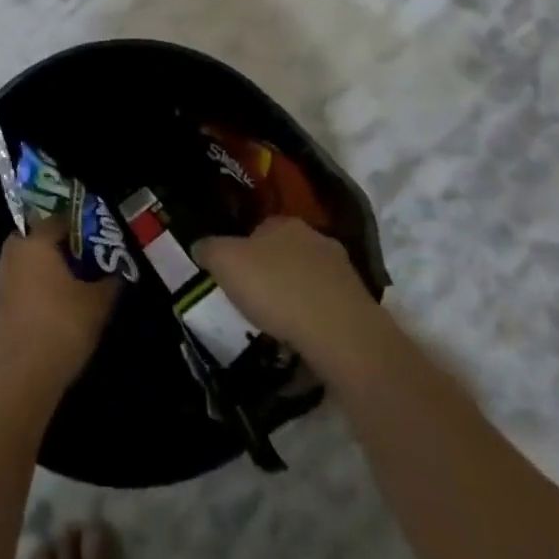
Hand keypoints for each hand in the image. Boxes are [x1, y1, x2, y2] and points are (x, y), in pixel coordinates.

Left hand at [0, 216, 118, 399]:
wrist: (20, 378)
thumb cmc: (61, 326)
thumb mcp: (97, 303)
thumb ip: (109, 282)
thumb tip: (116, 272)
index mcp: (35, 243)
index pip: (59, 219)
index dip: (81, 225)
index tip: (99, 236)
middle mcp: (13, 254)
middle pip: (37, 238)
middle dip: (59, 245)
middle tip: (84, 257)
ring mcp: (0, 281)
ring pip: (27, 262)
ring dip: (46, 267)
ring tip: (73, 282)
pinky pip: (20, 284)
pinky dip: (36, 287)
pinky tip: (55, 305)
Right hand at [194, 217, 382, 367]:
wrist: (340, 333)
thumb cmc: (276, 289)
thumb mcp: (225, 263)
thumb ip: (209, 249)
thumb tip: (201, 245)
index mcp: (285, 223)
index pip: (259, 228)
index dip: (243, 249)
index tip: (233, 274)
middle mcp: (316, 238)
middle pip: (285, 250)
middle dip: (270, 270)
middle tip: (253, 298)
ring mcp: (342, 269)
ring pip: (308, 277)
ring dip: (294, 293)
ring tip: (278, 322)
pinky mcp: (358, 302)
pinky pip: (326, 304)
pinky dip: (313, 315)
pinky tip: (303, 335)